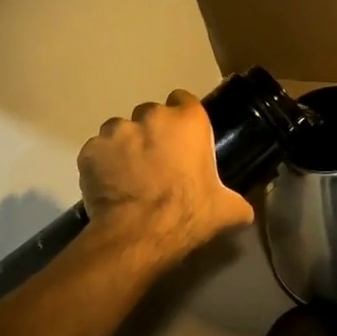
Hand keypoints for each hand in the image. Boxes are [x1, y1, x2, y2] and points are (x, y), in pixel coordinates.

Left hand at [78, 90, 253, 257]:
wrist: (139, 235)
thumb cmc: (188, 214)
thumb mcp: (226, 210)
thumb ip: (237, 202)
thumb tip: (245, 211)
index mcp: (188, 121)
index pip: (184, 100)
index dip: (183, 119)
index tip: (183, 139)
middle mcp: (151, 116)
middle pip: (151, 114)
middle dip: (153, 133)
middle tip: (157, 162)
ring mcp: (117, 131)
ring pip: (121, 131)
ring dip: (125, 146)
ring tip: (129, 175)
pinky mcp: (90, 150)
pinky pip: (98, 152)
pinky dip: (102, 164)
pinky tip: (109, 185)